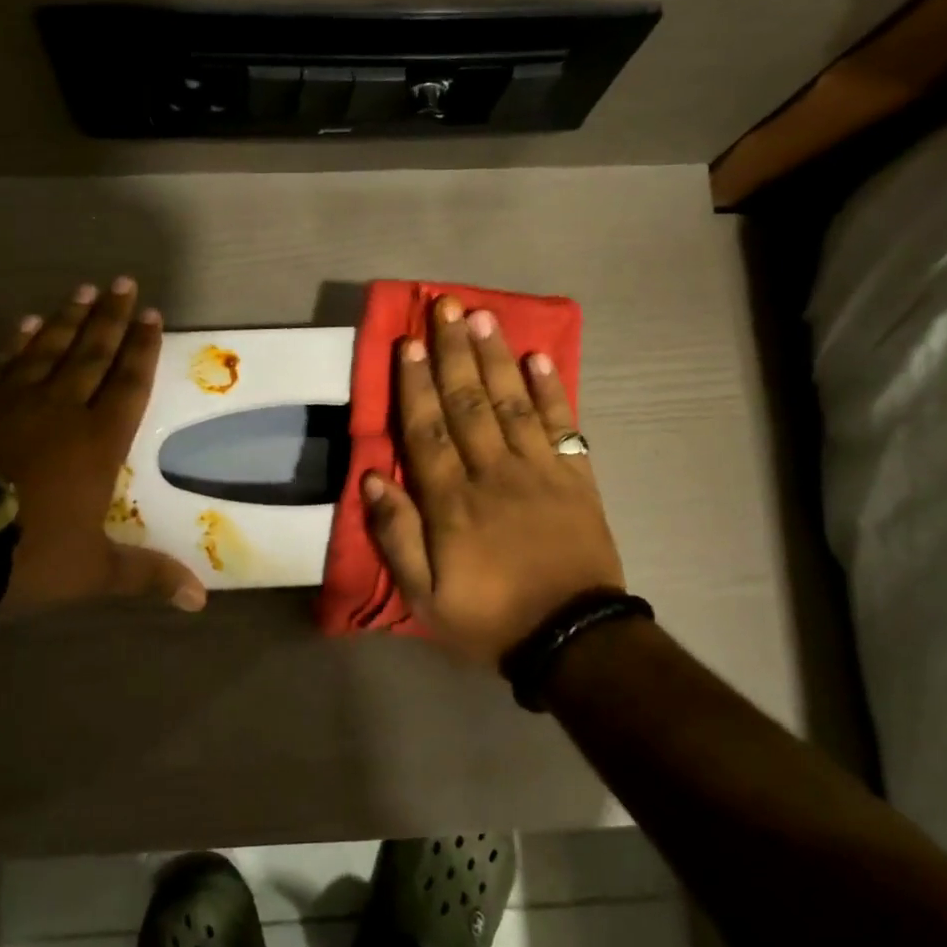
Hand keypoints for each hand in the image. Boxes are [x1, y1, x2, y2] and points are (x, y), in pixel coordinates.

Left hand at [0, 277, 206, 618]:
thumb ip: (147, 576)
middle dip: (111, 318)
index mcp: (97, 442)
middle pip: (91, 353)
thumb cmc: (27, 555)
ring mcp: (11, 402)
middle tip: (124, 283)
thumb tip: (200, 602)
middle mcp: (59, 410)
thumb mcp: (94, 571)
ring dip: (67, 319)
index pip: (128, 383)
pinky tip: (23, 325)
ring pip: (47, 349)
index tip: (153, 315)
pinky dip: (14, 343)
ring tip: (82, 291)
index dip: (143, 349)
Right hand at [363, 296, 623, 667]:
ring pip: (512, 403)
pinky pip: (563, 427)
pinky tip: (541, 358)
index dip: (416, 384)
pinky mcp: (575, 479)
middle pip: (469, 403)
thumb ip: (396, 535)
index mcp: (453, 501)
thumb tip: (372, 476)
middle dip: (454, 352)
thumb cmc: (489, 617)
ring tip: (483, 317)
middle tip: (444, 307)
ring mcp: (539, 472)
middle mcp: (494, 473)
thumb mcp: (424, 595)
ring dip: (497, 358)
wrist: (573, 640)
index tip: (410, 343)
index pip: (428, 430)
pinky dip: (553, 391)